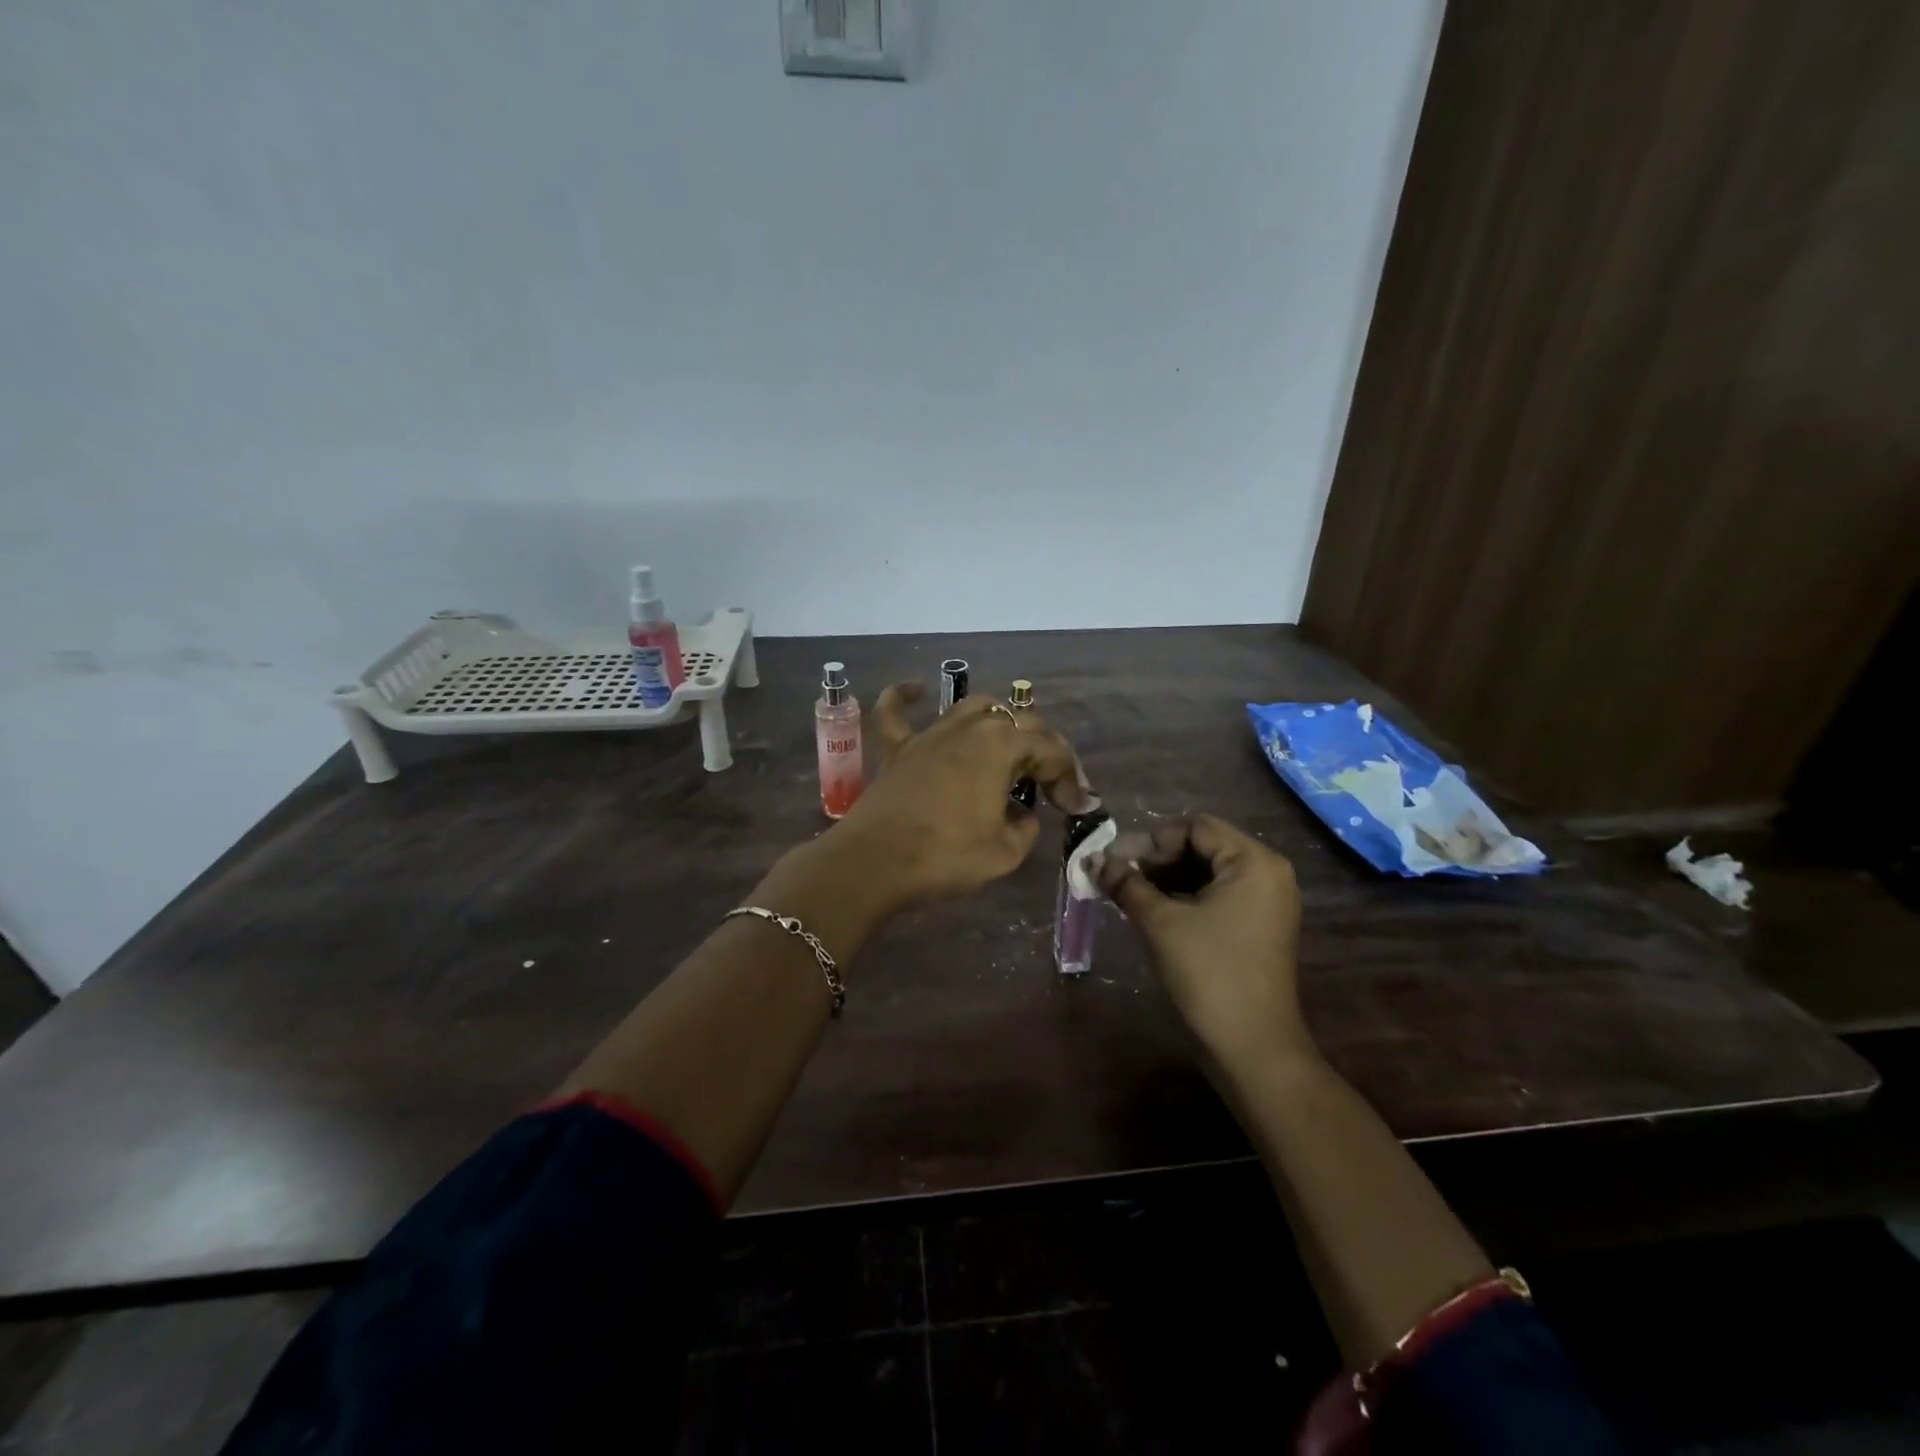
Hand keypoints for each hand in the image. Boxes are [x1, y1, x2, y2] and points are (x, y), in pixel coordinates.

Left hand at [830, 684, 1096, 903]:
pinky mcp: (897, 749)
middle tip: (1053, 783)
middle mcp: (968, 727)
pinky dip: (906, 697)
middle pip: (1018, 721)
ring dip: (998, 722)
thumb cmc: (945, 856)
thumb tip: (1020, 815)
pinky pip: (897, 711)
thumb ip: (1024, 827)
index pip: (1050, 750)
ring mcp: (929, 733)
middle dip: (1044, 749)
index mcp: (1001, 745)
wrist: (874, 863)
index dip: (1069, 777)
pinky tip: (917, 689)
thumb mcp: (1005, 853)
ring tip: (1010, 745)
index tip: (1077, 807)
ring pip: (972, 707)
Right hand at [1090, 816, 1309, 1066]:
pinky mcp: (1257, 928)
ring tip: (1126, 894)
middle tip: (1116, 877)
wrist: (1252, 1047)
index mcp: (1254, 862)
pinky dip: (1183, 898)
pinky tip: (1150, 911)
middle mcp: (1267, 874)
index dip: (1152, 841)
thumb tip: (1092, 860)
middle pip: (1202, 848)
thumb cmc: (1209, 973)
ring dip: (1166, 879)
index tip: (1116, 862)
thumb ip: (1126, 884)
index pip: (1195, 828)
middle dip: (1156, 860)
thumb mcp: (1160, 922)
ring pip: (1206, 873)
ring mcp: (1265, 903)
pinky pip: (1216, 897)